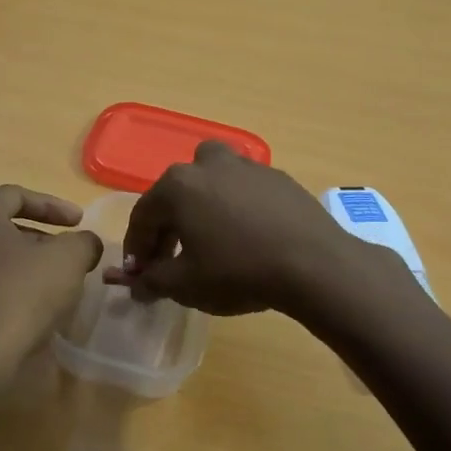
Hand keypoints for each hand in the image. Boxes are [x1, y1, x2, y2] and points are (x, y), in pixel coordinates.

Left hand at [0, 185, 102, 392]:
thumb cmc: (21, 294)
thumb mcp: (69, 260)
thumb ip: (83, 242)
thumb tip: (86, 243)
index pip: (15, 196)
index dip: (52, 205)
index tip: (79, 222)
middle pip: (0, 230)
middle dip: (38, 239)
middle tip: (67, 255)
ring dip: (22, 268)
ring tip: (53, 285)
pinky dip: (7, 294)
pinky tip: (31, 313)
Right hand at [106, 142, 365, 315]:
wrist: (314, 264)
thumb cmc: (238, 272)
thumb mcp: (185, 285)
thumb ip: (152, 281)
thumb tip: (135, 285)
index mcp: (177, 186)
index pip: (143, 216)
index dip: (137, 248)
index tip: (140, 274)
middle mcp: (207, 165)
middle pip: (175, 194)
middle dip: (167, 227)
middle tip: (170, 260)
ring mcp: (246, 166)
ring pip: (210, 181)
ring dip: (201, 205)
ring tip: (208, 237)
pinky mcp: (277, 177)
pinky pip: (242, 189)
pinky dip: (234, 207)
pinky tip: (246, 235)